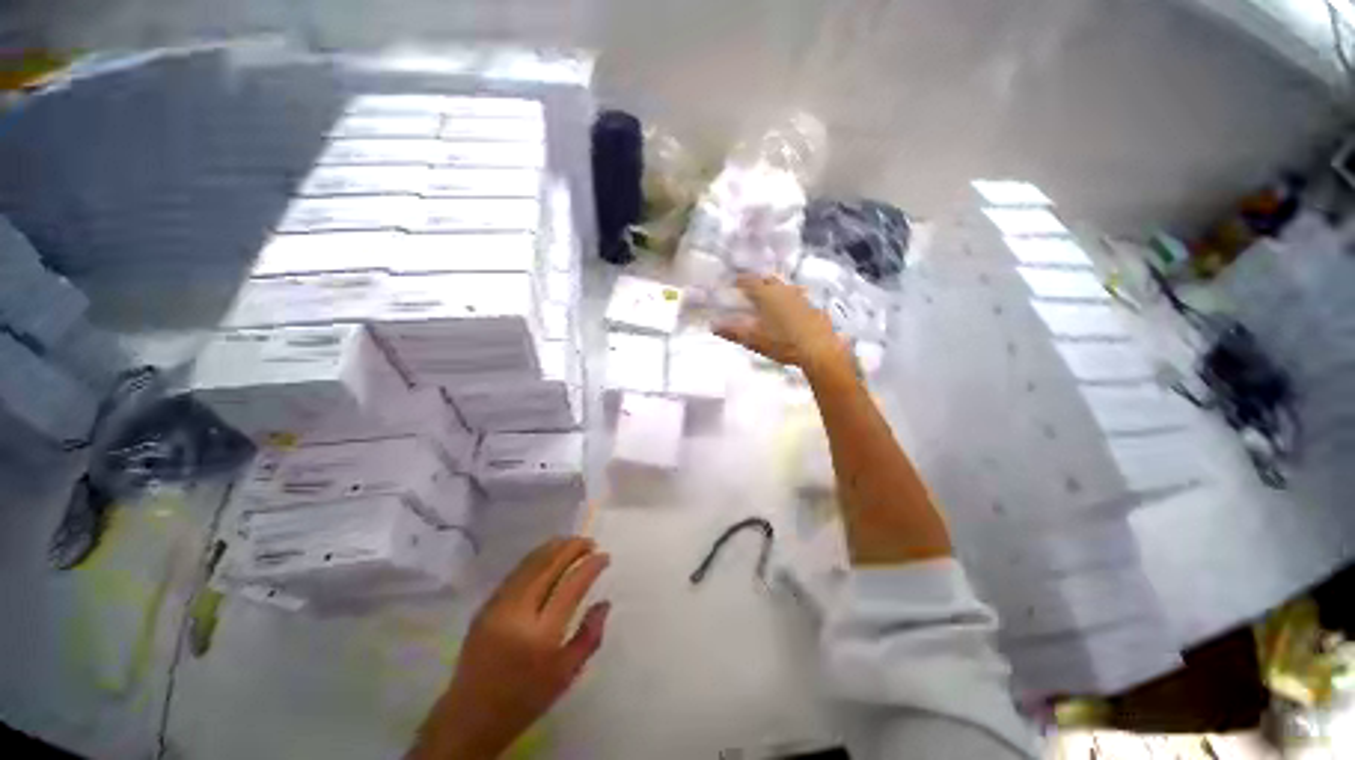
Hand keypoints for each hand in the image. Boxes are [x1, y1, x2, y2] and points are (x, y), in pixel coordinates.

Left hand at [413, 537, 610, 759]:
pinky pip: (515, 572)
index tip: (604, 557)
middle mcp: (518, 615)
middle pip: (549, 567)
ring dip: (554, 547)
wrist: (470, 717)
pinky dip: (536, 557)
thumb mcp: (566, 676)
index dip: (590, 566)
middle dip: (573, 548)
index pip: (571, 587)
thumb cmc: (525, 700)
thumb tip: (604, 602)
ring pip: (530, 564)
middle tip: (591, 542)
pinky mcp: (485, 606)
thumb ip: (589, 636)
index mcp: (541, 637)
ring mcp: (498, 607)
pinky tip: (548, 555)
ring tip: (573, 542)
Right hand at [714, 274, 849, 371]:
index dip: (740, 280)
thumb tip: (713, 325)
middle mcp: (783, 290)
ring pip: (783, 287)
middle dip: (757, 282)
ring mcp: (799, 297)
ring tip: (768, 299)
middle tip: (750, 290)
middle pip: (767, 280)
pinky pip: (796, 297)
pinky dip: (788, 300)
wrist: (818, 349)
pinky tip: (788, 311)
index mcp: (766, 295)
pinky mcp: (811, 307)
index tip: (733, 282)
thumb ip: (732, 331)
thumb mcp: (753, 339)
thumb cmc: (782, 342)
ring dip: (773, 290)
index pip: (749, 281)